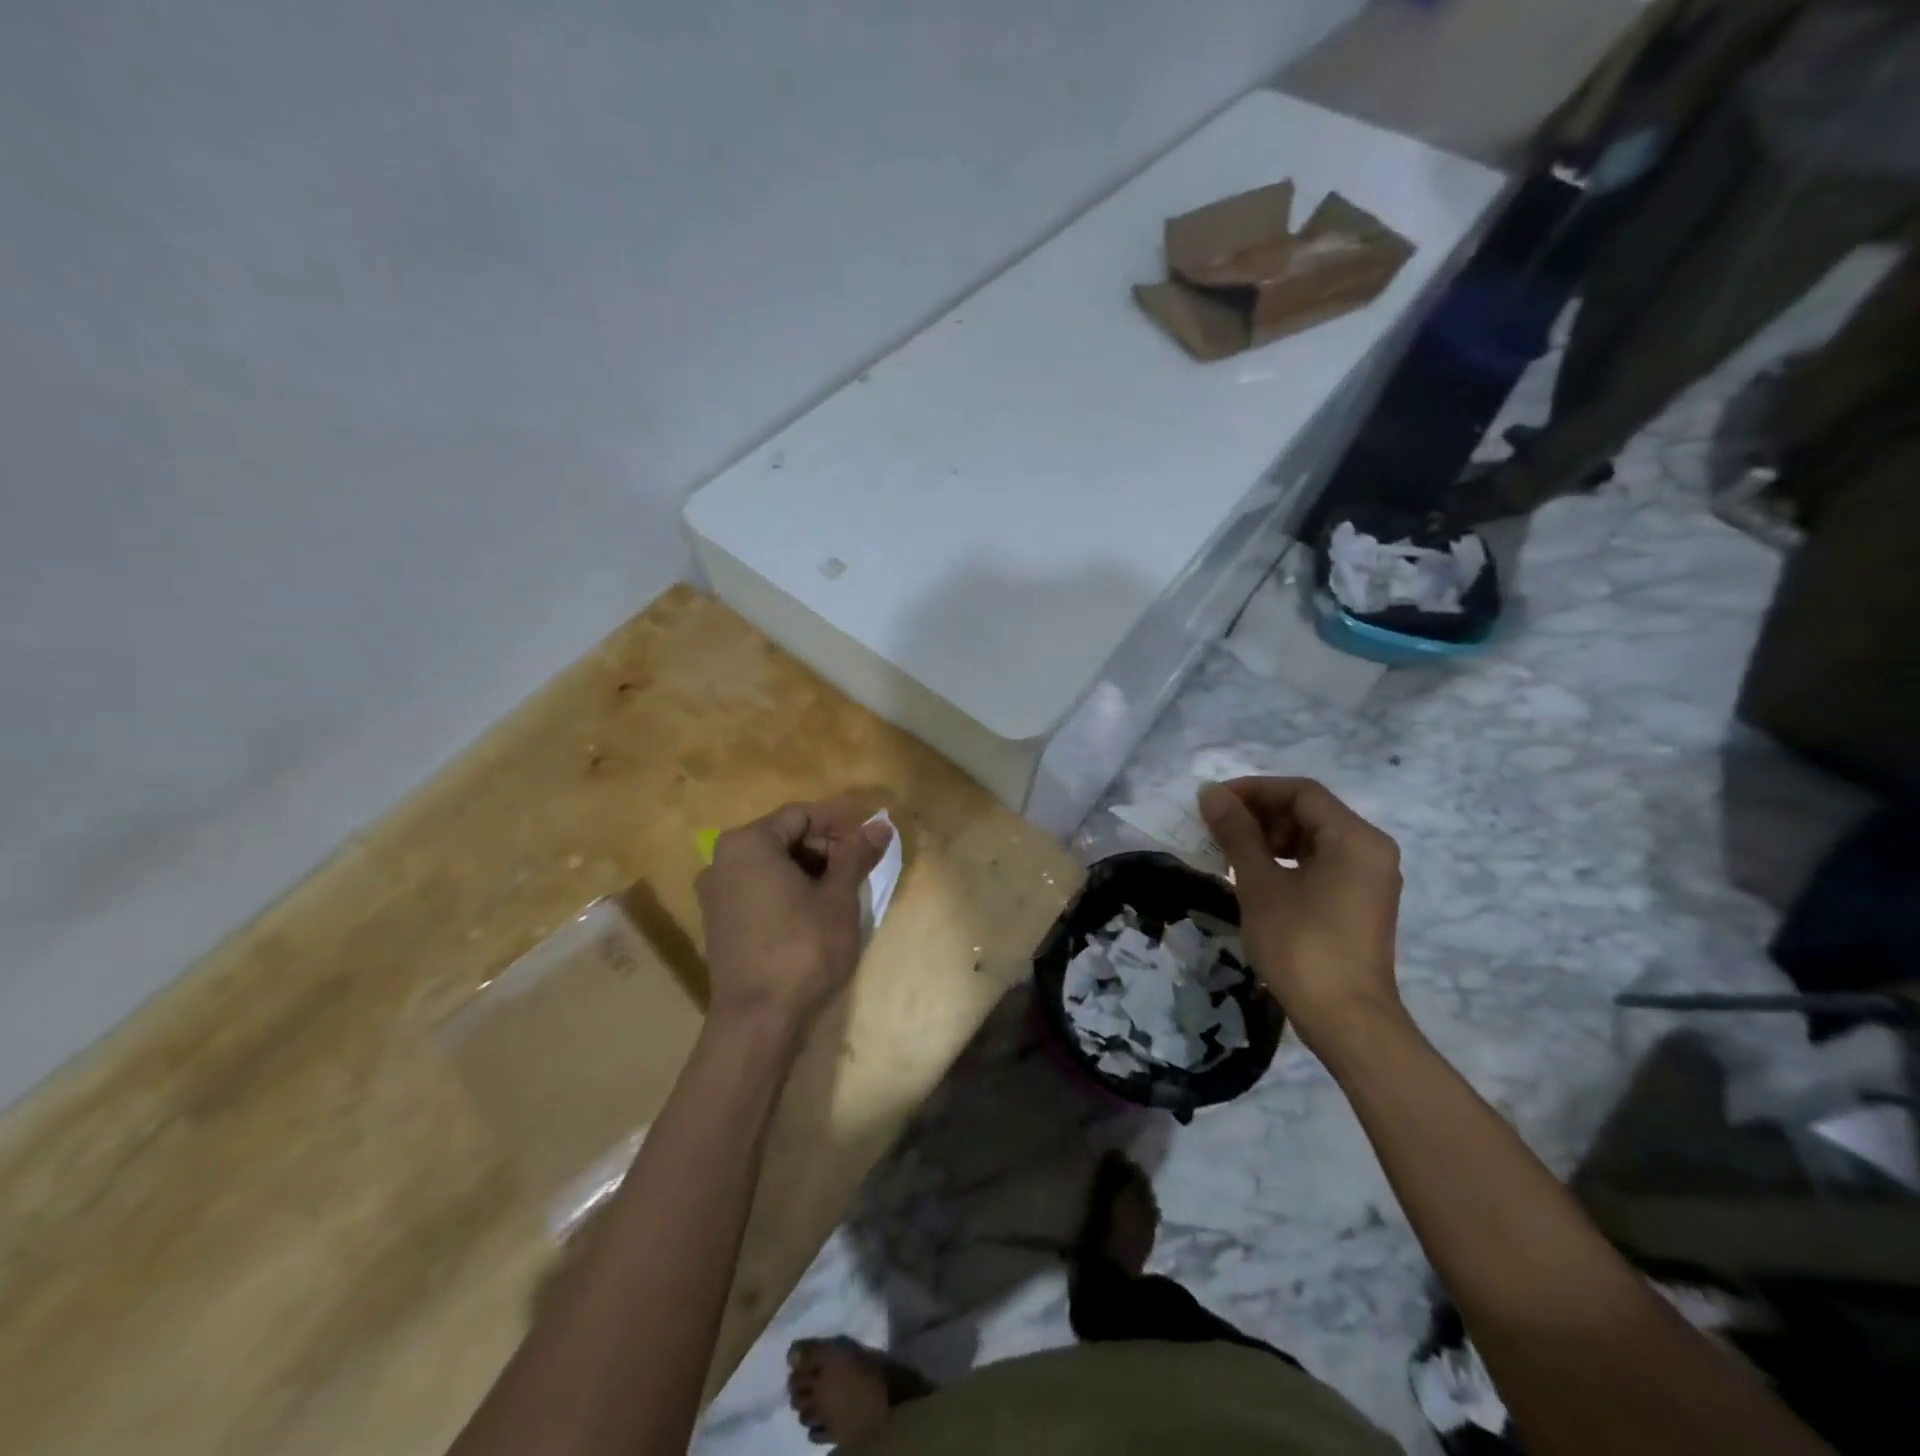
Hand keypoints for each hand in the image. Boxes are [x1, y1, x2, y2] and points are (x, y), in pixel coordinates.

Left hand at [695, 799, 891, 1029]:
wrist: (757, 1019)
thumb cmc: (802, 948)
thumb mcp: (838, 898)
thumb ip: (856, 855)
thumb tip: (880, 825)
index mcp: (748, 844)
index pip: (801, 815)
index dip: (840, 822)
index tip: (870, 837)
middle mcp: (722, 860)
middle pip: (783, 837)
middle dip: (825, 846)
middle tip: (860, 865)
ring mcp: (716, 893)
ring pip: (771, 865)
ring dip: (809, 869)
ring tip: (843, 889)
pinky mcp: (719, 922)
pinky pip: (758, 888)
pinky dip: (788, 889)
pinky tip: (815, 910)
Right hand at [1197, 778, 1404, 1054]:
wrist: (1345, 1021)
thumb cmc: (1301, 945)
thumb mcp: (1260, 884)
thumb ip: (1236, 832)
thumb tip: (1210, 793)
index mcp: (1355, 838)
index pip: (1300, 792)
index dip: (1253, 789)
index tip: (1213, 802)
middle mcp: (1370, 850)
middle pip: (1309, 812)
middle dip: (1259, 813)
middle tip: (1217, 828)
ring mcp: (1368, 878)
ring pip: (1313, 838)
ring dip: (1269, 837)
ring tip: (1229, 852)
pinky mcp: (1359, 903)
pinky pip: (1321, 864)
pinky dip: (1286, 861)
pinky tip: (1254, 876)